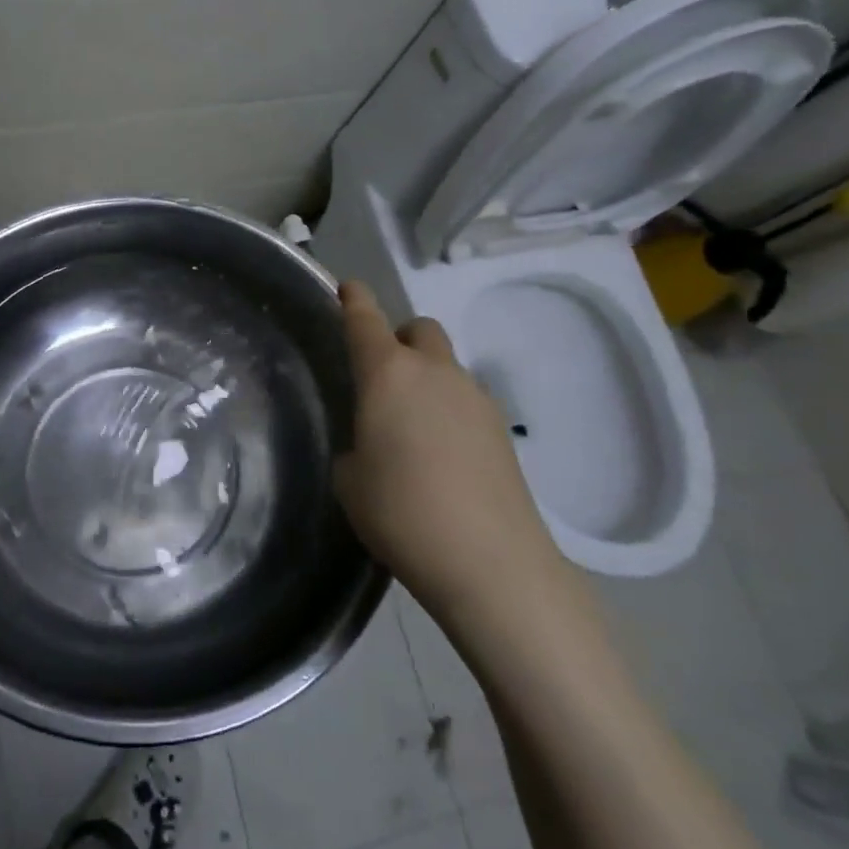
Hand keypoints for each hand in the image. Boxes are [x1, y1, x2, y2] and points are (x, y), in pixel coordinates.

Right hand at [333, 281, 565, 617]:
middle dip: (400, 339)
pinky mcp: (501, 430)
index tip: (348, 288)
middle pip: (419, 330)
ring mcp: (475, 398)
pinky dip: (449, 412)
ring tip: (412, 431)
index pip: (365, 320)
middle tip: (383, 378)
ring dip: (426, 380)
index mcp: (388, 374)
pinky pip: (465, 402)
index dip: (354, 300)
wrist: (489, 561)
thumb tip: (373, 445)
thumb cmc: (400, 512)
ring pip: (445, 367)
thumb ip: (356, 446)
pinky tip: (442, 458)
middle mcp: (434, 373)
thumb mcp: (350, 480)